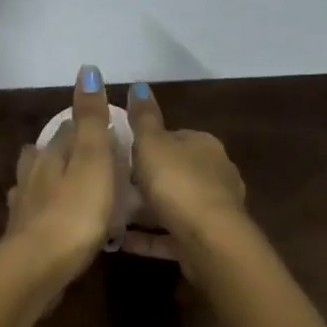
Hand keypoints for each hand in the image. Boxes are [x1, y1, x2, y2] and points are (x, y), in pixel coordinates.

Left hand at [3, 65, 117, 292]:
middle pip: (46, 153)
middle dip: (62, 150)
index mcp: (51, 153)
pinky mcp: (22, 235)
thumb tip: (86, 69)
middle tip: (87, 155)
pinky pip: (34, 213)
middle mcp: (33, 174)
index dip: (85, 126)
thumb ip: (90, 118)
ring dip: (48, 178)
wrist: (37, 267)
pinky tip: (48, 217)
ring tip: (66, 183)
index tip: (105, 129)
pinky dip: (43, 210)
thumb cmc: (74, 211)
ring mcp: (24, 205)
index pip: (67, 129)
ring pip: (35, 181)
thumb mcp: (92, 158)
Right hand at [124, 82, 245, 251]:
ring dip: (147, 210)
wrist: (210, 241)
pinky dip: (148, 237)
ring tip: (112, 214)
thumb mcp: (152, 143)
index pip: (174, 137)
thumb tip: (139, 85)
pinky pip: (170, 235)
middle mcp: (215, 174)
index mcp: (204, 145)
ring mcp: (213, 210)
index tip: (122, 153)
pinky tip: (121, 242)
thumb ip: (144, 117)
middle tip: (113, 184)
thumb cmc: (178, 183)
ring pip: (173, 205)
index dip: (148, 144)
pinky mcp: (206, 241)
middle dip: (147, 178)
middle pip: (174, 171)